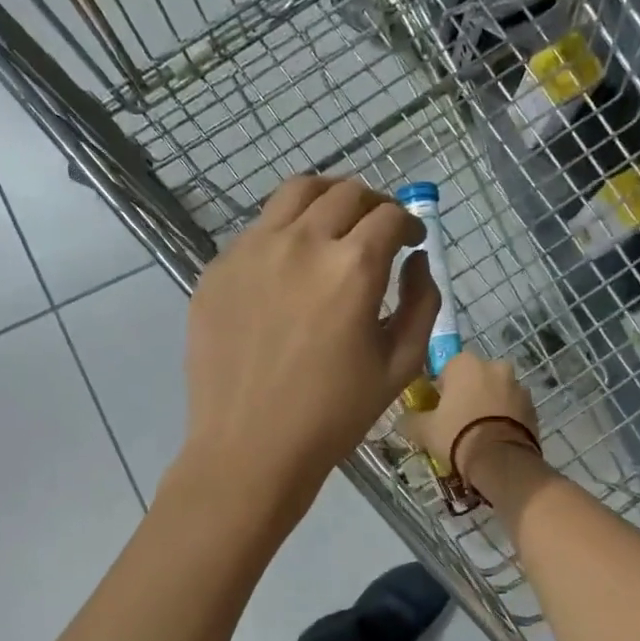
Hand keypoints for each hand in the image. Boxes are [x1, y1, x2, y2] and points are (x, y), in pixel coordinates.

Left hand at [179, 175, 441, 513]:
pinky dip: (285, 231)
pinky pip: (258, 229)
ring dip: (327, 199)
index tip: (410, 240)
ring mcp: (251, 250)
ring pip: (295, 193)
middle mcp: (301, 243)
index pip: (388, 216)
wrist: (250, 448)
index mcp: (352, 268)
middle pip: (345, 192)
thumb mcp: (400, 365)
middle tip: (378, 229)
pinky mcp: (217, 268)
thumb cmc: (334, 415)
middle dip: (373, 204)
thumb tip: (417, 260)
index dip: (408, 222)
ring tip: (334, 224)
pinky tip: (289, 267)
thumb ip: (422, 302)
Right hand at [400, 351, 541, 477]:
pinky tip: (495, 438)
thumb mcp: (424, 430)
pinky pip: (512, 408)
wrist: (501, 461)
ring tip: (479, 433)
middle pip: (475, 378)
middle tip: (457, 422)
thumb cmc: (457, 435)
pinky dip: (504, 418)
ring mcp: (518, 386)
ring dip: (488, 405)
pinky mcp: (533, 407)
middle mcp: (495, 366)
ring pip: (496, 392)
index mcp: (466, 363)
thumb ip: (410, 420)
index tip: (438, 411)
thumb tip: (401, 419)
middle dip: (467, 395)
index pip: (447, 369)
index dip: (441, 390)